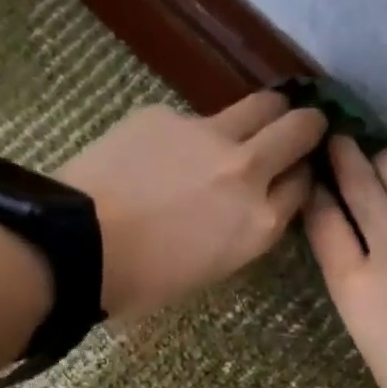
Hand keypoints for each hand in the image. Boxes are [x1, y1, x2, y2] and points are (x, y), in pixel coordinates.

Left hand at [55, 91, 326, 320]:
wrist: (80, 244)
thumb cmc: (142, 282)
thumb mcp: (211, 269)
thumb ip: (240, 231)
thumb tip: (242, 207)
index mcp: (259, 224)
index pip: (302, 187)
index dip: (302, 177)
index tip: (296, 174)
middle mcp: (247, 171)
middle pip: (297, 130)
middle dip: (307, 125)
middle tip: (301, 126)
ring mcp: (209, 135)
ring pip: (259, 106)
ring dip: (266, 112)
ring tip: (252, 121)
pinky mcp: (167, 114)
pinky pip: (194, 117)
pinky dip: (191, 133)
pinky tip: (163, 152)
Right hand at [305, 137, 386, 387]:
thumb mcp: (367, 337)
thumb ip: (355, 284)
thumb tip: (354, 245)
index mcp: (356, 285)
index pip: (323, 218)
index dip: (315, 193)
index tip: (314, 180)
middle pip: (360, 178)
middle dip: (344, 157)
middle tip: (340, 145)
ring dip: (386, 163)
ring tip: (386, 170)